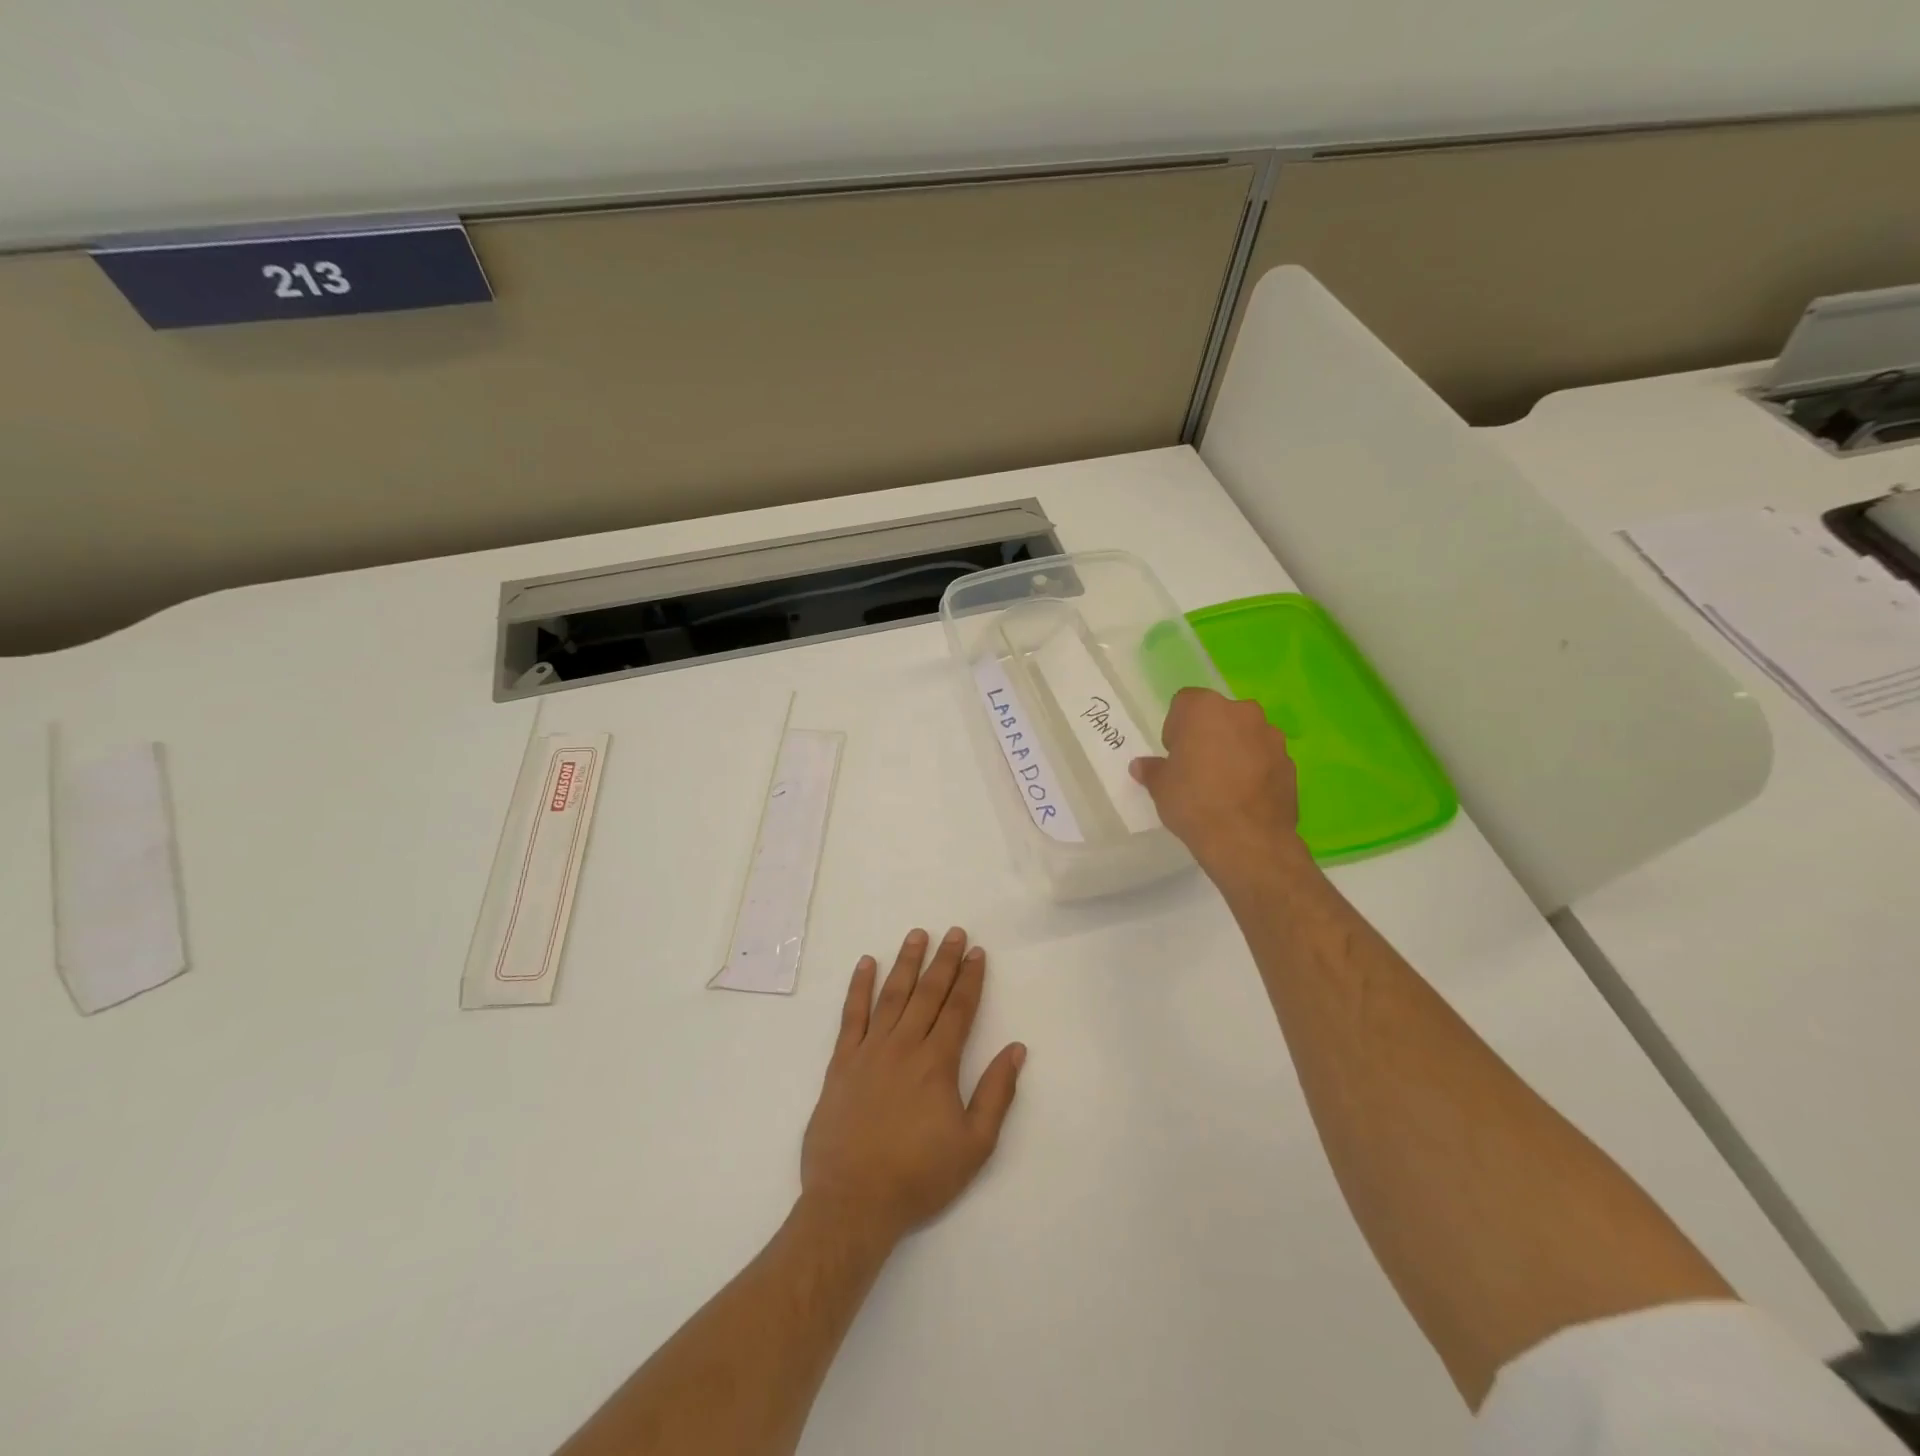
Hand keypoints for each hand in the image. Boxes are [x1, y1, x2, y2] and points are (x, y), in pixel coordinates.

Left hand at [800, 928, 1025, 1249]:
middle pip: (928, 993)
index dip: (970, 979)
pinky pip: (851, 1016)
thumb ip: (996, 1094)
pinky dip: (859, 987)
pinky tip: (866, 964)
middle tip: (954, 932)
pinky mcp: (841, 1063)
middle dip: (944, 961)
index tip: (977, 952)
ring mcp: (869, 1051)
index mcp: (937, 1063)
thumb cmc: (918, 1176)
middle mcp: (904, 1046)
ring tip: (917, 935)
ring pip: (892, 995)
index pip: (959, 1009)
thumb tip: (1016, 1050)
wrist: (852, 1201)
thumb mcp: (973, 1145)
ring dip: (906, 963)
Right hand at [1131, 688, 1308, 886]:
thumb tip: (1141, 766)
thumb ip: (1152, 770)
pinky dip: (1255, 770)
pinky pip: (1265, 758)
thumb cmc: (1194, 802)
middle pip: (1219, 715)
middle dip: (1208, 734)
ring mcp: (1271, 737)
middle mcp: (1242, 713)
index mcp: (1205, 708)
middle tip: (1197, 767)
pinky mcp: (1290, 763)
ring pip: (1246, 735)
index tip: (1174, 754)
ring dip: (1235, 750)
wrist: (1246, 839)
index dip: (1176, 727)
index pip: (1184, 703)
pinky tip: (1244, 797)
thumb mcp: (1160, 787)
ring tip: (1224, 785)